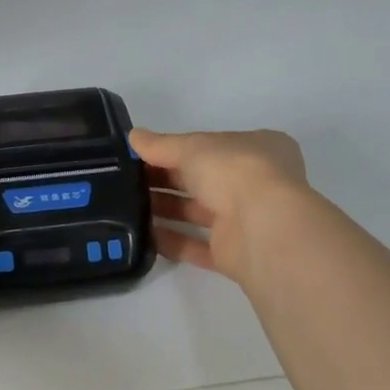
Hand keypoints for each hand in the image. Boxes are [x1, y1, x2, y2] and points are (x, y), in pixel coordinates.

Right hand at [132, 127, 311, 286]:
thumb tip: (133, 136)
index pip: (212, 145)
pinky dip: (172, 241)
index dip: (178, 148)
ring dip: (166, 209)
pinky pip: (197, 246)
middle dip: (166, 179)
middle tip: (127, 180)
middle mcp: (255, 183)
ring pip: (199, 212)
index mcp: (257, 148)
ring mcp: (246, 220)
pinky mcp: (234, 253)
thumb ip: (160, 144)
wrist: (262, 228)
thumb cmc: (233, 171)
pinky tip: (144, 235)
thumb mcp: (191, 147)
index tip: (144, 154)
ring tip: (128, 206)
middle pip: (203, 179)